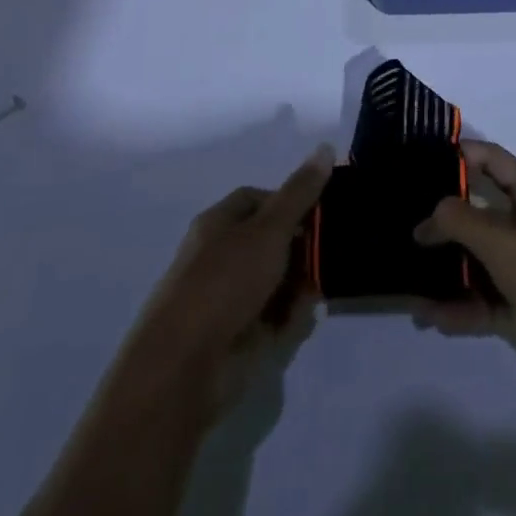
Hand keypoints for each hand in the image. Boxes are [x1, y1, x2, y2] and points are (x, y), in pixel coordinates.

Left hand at [120, 145, 333, 424]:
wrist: (183, 369)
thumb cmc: (224, 283)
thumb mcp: (269, 229)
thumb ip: (300, 191)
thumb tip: (325, 147)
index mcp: (218, 224)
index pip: (259, 198)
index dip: (291, 200)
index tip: (321, 210)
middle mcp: (220, 256)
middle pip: (271, 239)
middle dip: (302, 244)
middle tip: (332, 248)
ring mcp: (228, 298)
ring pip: (276, 278)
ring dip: (300, 282)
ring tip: (319, 287)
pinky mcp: (237, 335)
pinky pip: (273, 314)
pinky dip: (289, 315)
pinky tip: (299, 319)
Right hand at [413, 140, 515, 388]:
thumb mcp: (503, 241)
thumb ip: (460, 221)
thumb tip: (428, 216)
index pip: (490, 158)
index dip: (457, 154)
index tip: (417, 162)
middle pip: (482, 209)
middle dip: (444, 220)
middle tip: (403, 227)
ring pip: (484, 257)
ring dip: (450, 270)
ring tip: (409, 284)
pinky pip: (493, 295)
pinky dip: (467, 304)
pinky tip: (435, 318)